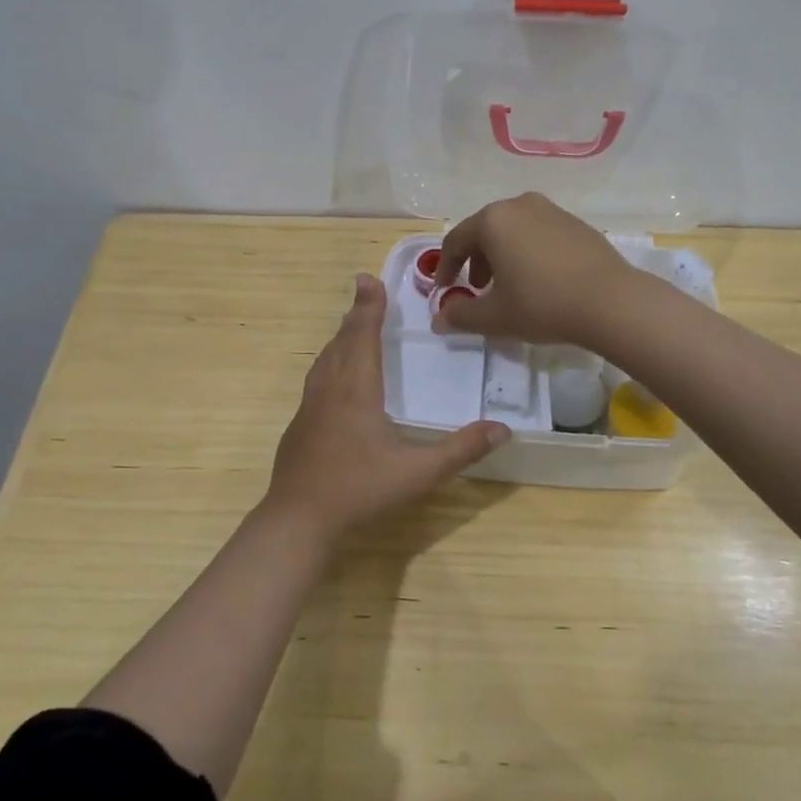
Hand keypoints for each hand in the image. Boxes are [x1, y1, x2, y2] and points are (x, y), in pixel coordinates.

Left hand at [268, 274, 510, 534]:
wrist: (298, 520)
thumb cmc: (359, 491)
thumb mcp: (418, 473)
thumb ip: (460, 450)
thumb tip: (503, 430)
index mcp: (356, 390)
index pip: (362, 336)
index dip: (368, 307)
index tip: (369, 279)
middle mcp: (329, 390)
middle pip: (341, 341)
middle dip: (356, 315)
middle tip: (366, 293)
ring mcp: (309, 408)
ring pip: (325, 360)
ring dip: (340, 337)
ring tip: (352, 326)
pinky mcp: (299, 426)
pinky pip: (317, 379)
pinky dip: (330, 362)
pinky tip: (336, 379)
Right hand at [433, 192, 638, 345]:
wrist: (611, 302)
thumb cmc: (542, 304)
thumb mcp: (495, 317)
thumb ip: (461, 315)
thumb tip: (439, 319)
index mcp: (493, 220)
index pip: (456, 241)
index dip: (445, 267)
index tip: (445, 289)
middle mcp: (520, 205)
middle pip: (485, 231)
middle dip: (476, 260)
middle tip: (478, 288)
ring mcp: (552, 210)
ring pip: (514, 230)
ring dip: (503, 256)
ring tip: (510, 286)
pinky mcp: (577, 223)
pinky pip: (540, 234)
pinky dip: (529, 252)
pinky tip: (541, 280)